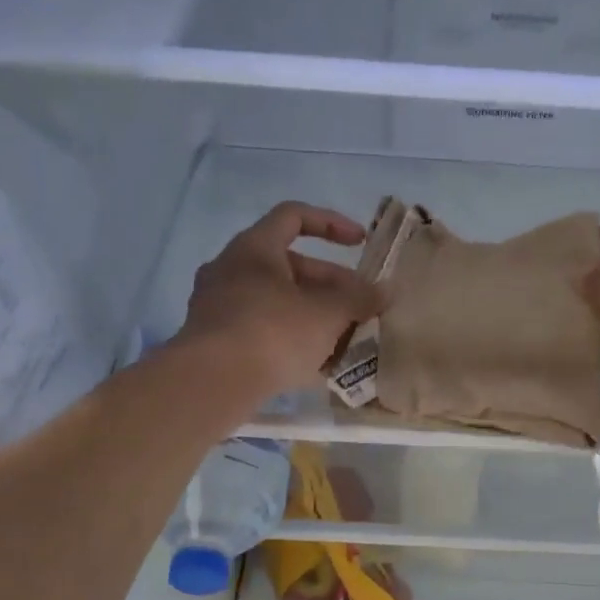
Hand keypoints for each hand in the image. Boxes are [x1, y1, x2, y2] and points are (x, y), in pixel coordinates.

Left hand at [177, 202, 381, 396]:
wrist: (212, 382)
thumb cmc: (273, 332)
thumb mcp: (327, 314)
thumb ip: (359, 299)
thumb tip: (386, 291)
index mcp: (254, 248)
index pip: (294, 217)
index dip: (332, 224)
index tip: (360, 243)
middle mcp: (230, 269)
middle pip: (290, 266)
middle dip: (331, 285)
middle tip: (360, 308)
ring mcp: (218, 306)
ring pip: (277, 301)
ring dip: (313, 315)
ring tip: (344, 339)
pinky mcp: (215, 341)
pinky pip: (261, 329)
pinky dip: (289, 339)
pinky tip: (314, 365)